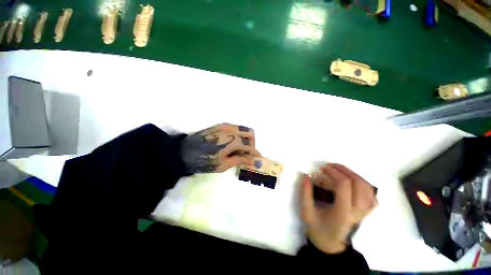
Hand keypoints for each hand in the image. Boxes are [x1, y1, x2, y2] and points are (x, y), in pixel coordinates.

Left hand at [181, 123, 260, 172]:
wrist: (184, 152)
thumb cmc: (204, 161)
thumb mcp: (223, 164)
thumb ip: (240, 159)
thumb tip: (252, 159)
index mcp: (232, 141)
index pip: (249, 145)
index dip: (255, 152)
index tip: (258, 158)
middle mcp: (231, 130)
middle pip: (250, 132)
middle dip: (252, 143)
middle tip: (248, 152)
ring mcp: (225, 126)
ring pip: (243, 128)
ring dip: (246, 138)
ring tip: (241, 149)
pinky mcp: (220, 125)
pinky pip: (235, 128)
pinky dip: (239, 135)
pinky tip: (233, 143)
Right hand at [300, 163, 377, 253]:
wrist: (331, 245)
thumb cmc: (318, 229)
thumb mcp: (306, 212)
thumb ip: (305, 193)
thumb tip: (306, 176)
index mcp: (343, 212)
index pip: (344, 186)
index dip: (333, 173)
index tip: (322, 168)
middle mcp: (358, 212)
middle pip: (359, 183)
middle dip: (344, 170)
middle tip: (331, 166)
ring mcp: (364, 212)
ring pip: (368, 188)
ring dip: (354, 175)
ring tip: (340, 170)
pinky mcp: (366, 213)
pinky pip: (372, 196)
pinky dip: (365, 185)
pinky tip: (354, 182)